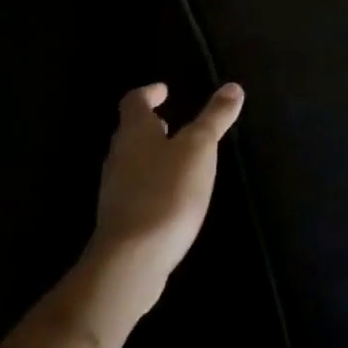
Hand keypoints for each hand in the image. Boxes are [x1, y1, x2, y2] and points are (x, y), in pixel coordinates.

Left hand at [68, 82, 244, 334]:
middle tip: (172, 121)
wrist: (131, 261)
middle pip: (130, 132)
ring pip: (132, 162)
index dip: (149, 93)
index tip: (164, 90)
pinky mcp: (120, 221)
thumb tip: (232, 87)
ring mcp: (115, 191)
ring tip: (177, 157)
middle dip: (151, 125)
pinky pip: (135, 190)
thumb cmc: (166, 192)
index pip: (134, 102)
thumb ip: (214, 118)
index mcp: (134, 132)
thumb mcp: (199, 149)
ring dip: (152, 155)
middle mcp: (118, 157)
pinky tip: (171, 196)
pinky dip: (152, 183)